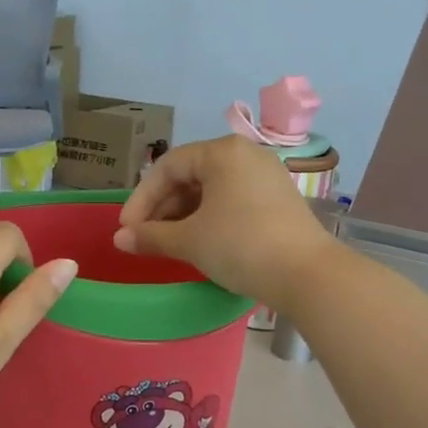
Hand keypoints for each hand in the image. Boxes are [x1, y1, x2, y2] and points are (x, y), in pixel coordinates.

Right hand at [114, 136, 337, 309]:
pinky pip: (232, 199)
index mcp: (222, 152)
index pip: (167, 167)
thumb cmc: (240, 246)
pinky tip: (199, 241)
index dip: (141, 199)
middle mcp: (246, 154)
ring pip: (211, 189)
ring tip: (168, 242)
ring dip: (184, 214)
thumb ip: (150, 236)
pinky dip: (209, 217)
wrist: (307, 275)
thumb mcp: (189, 241)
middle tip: (145, 237)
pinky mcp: (278, 198)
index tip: (127, 229)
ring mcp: (266, 176)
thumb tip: (119, 240)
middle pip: (190, 175)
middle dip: (162, 207)